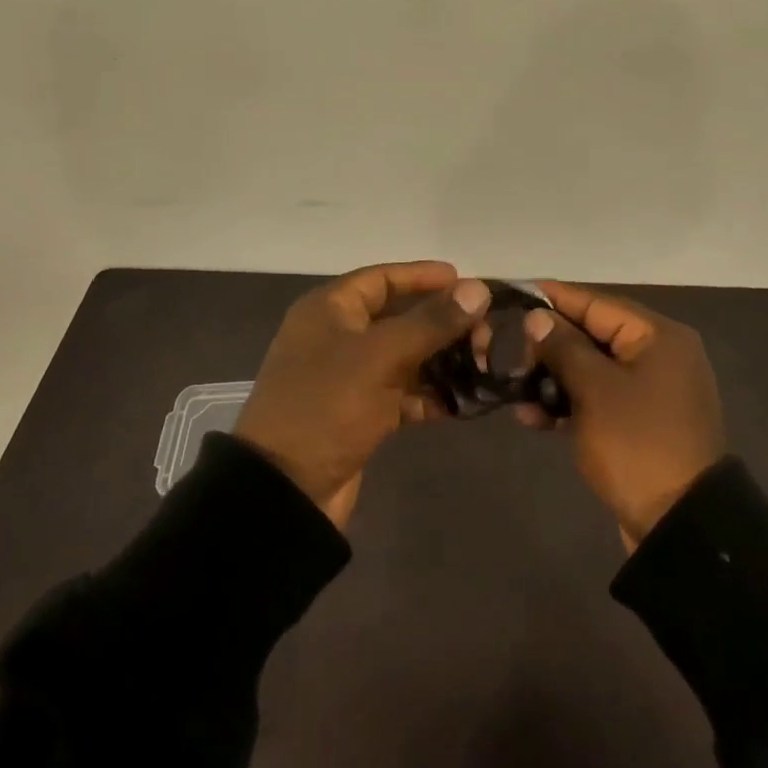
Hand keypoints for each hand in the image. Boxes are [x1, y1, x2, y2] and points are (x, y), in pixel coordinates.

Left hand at [235, 261, 491, 529]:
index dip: (423, 276)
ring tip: (482, 363)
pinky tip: (462, 401)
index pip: (383, 278)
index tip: (465, 279)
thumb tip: (477, 288)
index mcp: (330, 310)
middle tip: (483, 330)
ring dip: (441, 359)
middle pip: (399, 317)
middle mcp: (338, 336)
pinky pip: (402, 393)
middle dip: (441, 323)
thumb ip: (431, 322)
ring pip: (404, 356)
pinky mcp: (360, 414)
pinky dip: (429, 395)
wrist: (284, 491)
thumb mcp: (380, 356)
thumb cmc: (327, 405)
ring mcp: (349, 377)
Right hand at [519, 281, 724, 550]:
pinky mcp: (641, 421)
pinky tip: (535, 418)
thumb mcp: (595, 390)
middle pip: (593, 335)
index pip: (596, 303)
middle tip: (510, 354)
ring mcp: (652, 390)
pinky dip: (570, 403)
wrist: (681, 527)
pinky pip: (600, 398)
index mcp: (658, 336)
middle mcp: (659, 354)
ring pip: (592, 369)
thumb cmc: (637, 444)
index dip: (553, 298)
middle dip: (549, 346)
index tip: (514, 292)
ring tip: (516, 392)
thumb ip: (564, 346)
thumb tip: (538, 316)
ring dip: (554, 379)